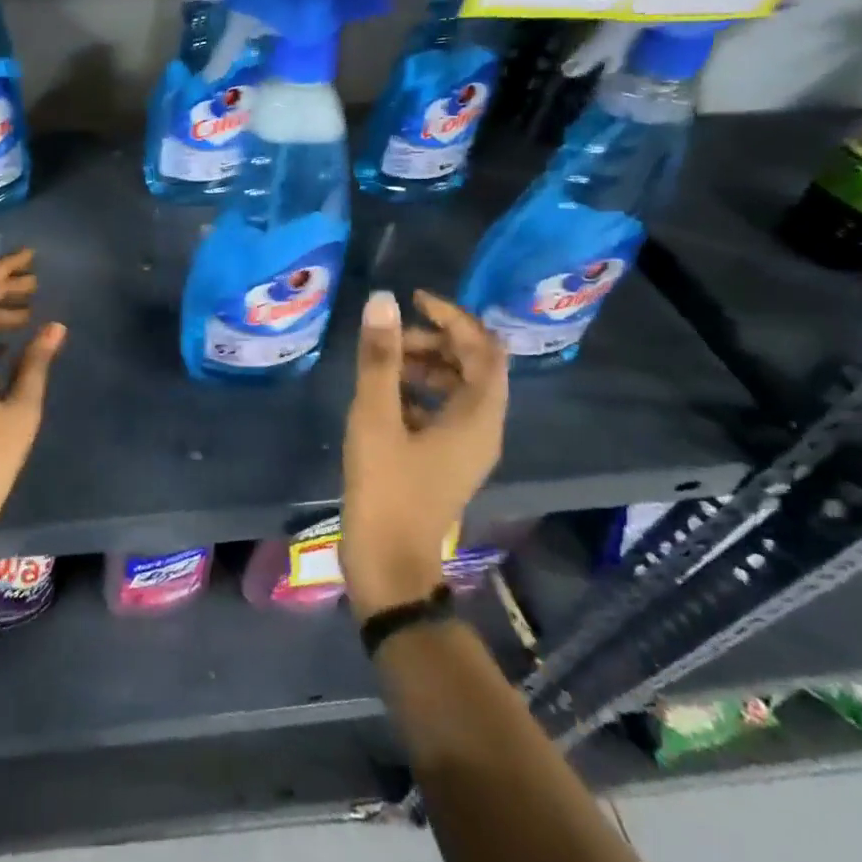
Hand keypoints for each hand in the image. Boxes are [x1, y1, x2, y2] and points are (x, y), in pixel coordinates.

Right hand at [341, 288, 507, 620]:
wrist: (387, 562)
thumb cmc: (385, 487)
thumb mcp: (376, 417)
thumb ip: (380, 358)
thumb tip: (383, 301)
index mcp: (479, 417)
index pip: (485, 349)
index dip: (454, 317)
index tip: (415, 300)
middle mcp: (484, 429)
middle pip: (473, 367)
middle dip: (434, 341)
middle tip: (390, 337)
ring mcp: (466, 449)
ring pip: (456, 390)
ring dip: (424, 366)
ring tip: (381, 364)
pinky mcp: (446, 462)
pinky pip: (442, 412)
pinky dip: (417, 393)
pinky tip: (381, 398)